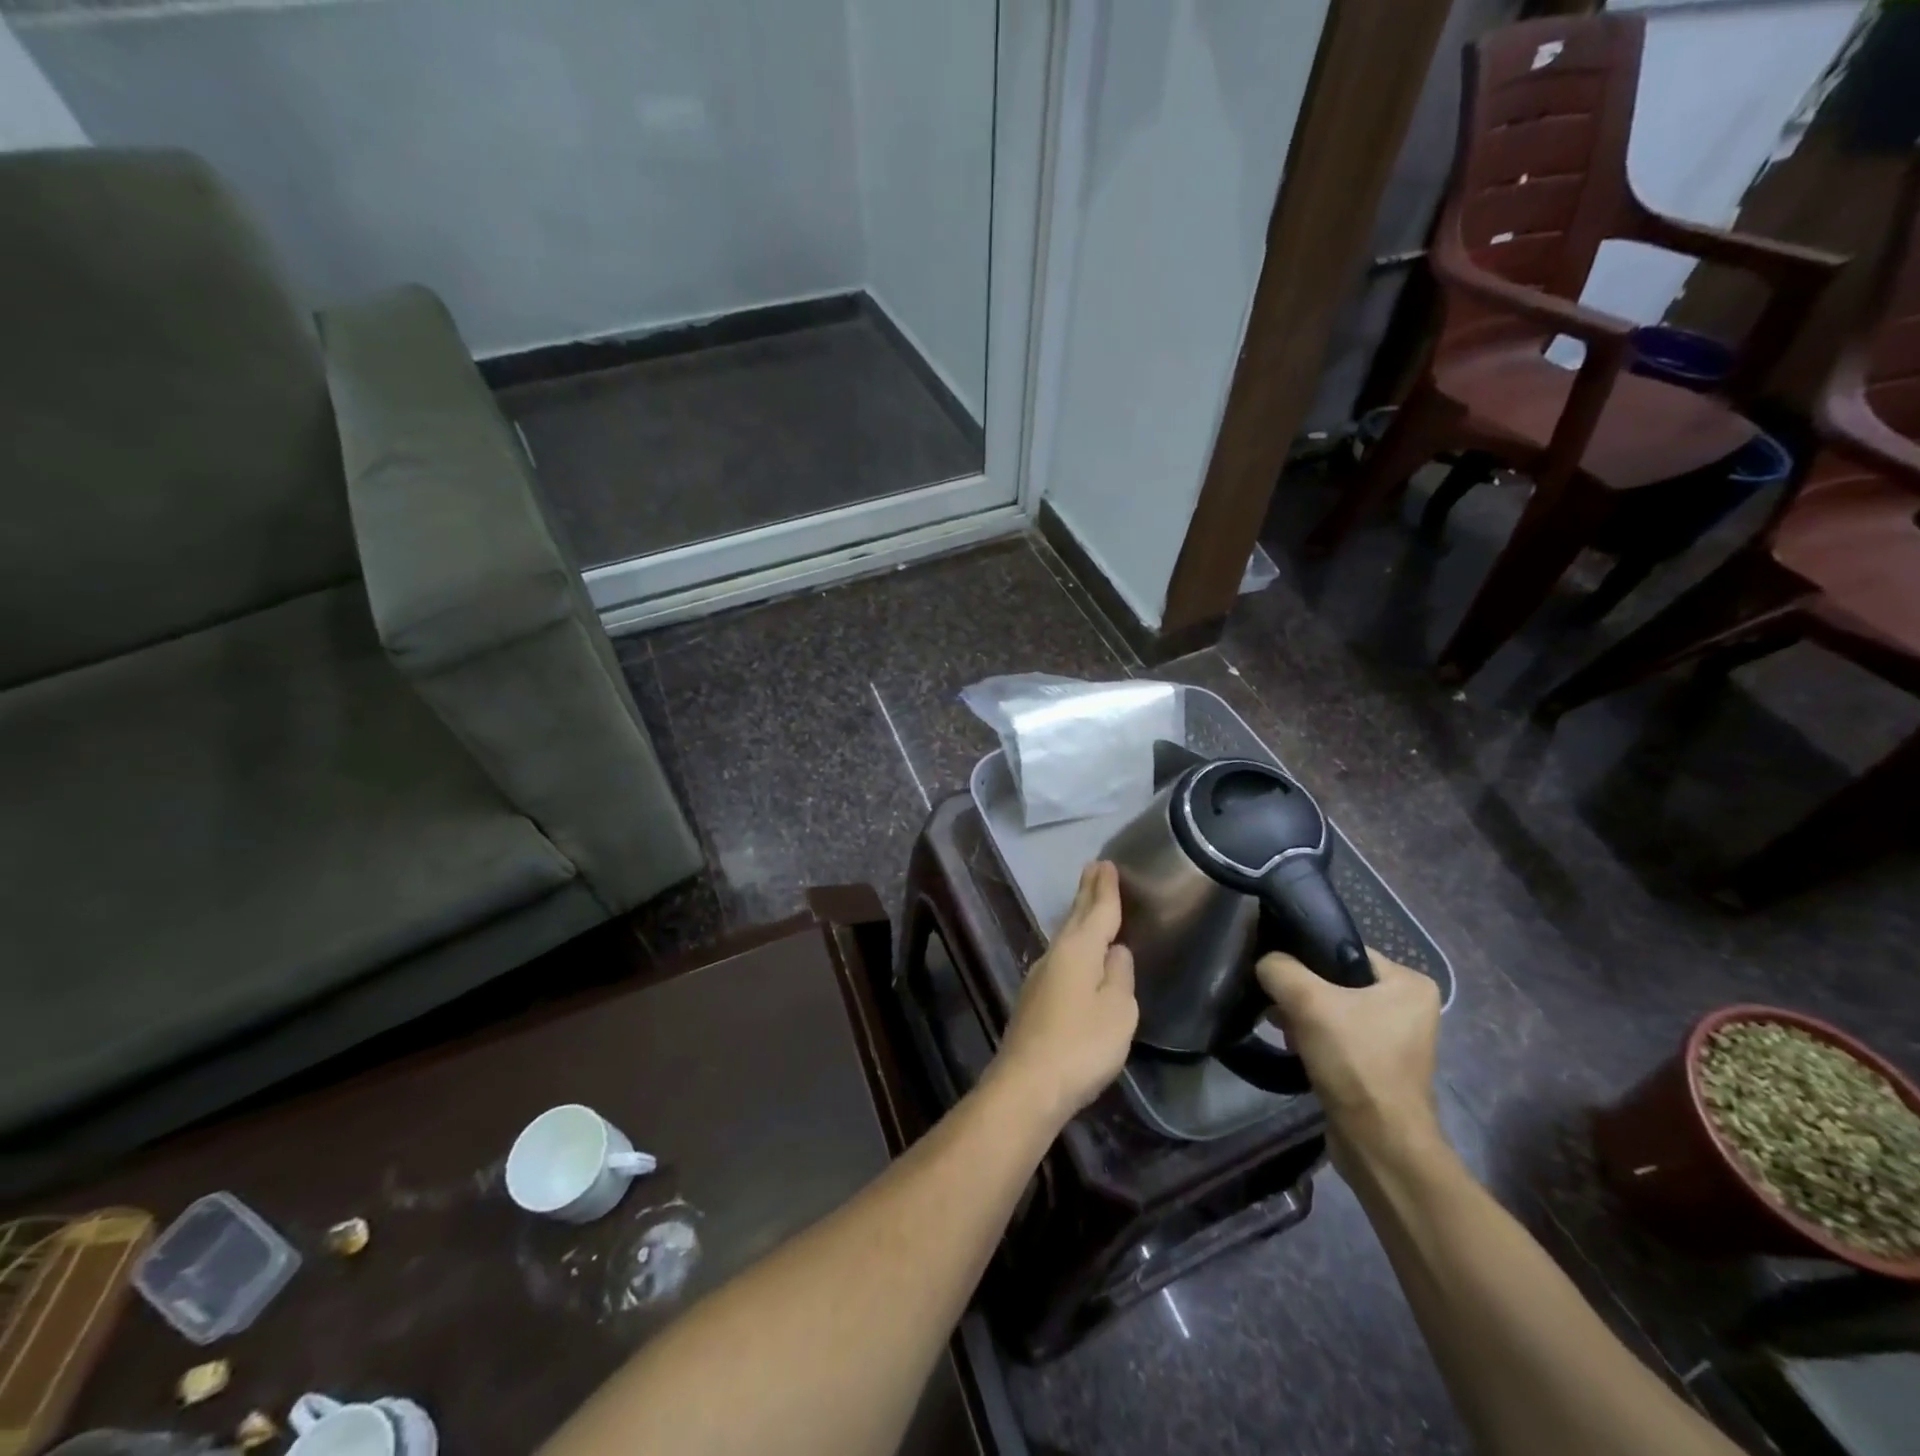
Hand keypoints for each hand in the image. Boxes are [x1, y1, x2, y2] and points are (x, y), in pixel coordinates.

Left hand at [991, 861, 1137, 1127]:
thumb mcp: (1118, 1010)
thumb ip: (1119, 976)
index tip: (1106, 863)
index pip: (1097, 910)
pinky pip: (1060, 957)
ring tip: (1089, 903)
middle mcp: (1055, 954)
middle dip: (1087, 893)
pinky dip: (1073, 943)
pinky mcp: (1034, 999)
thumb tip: (1115, 951)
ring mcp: (1040, 976)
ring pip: (1065, 936)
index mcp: (1079, 949)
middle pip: (1075, 917)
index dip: (1105, 888)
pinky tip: (1076, 952)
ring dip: (1079, 917)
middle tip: (1095, 869)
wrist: (1028, 1083)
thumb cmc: (1082, 1044)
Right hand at [1257, 948, 1441, 1166]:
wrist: (1378, 1144)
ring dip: (1302, 1016)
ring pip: (1332, 1008)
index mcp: (1409, 983)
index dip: (1304, 956)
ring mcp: (1394, 1038)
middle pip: (1335, 979)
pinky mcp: (1376, 1064)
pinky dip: (1313, 1037)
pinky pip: (1336, 1035)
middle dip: (1301, 991)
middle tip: (1277, 1003)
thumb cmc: (1354, 1062)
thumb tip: (1265, 963)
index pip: (1342, 949)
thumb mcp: (1307, 1001)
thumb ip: (1278, 968)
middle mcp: (1408, 1007)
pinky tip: (1294, 1047)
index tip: (1276, 970)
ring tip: (1281, 1027)